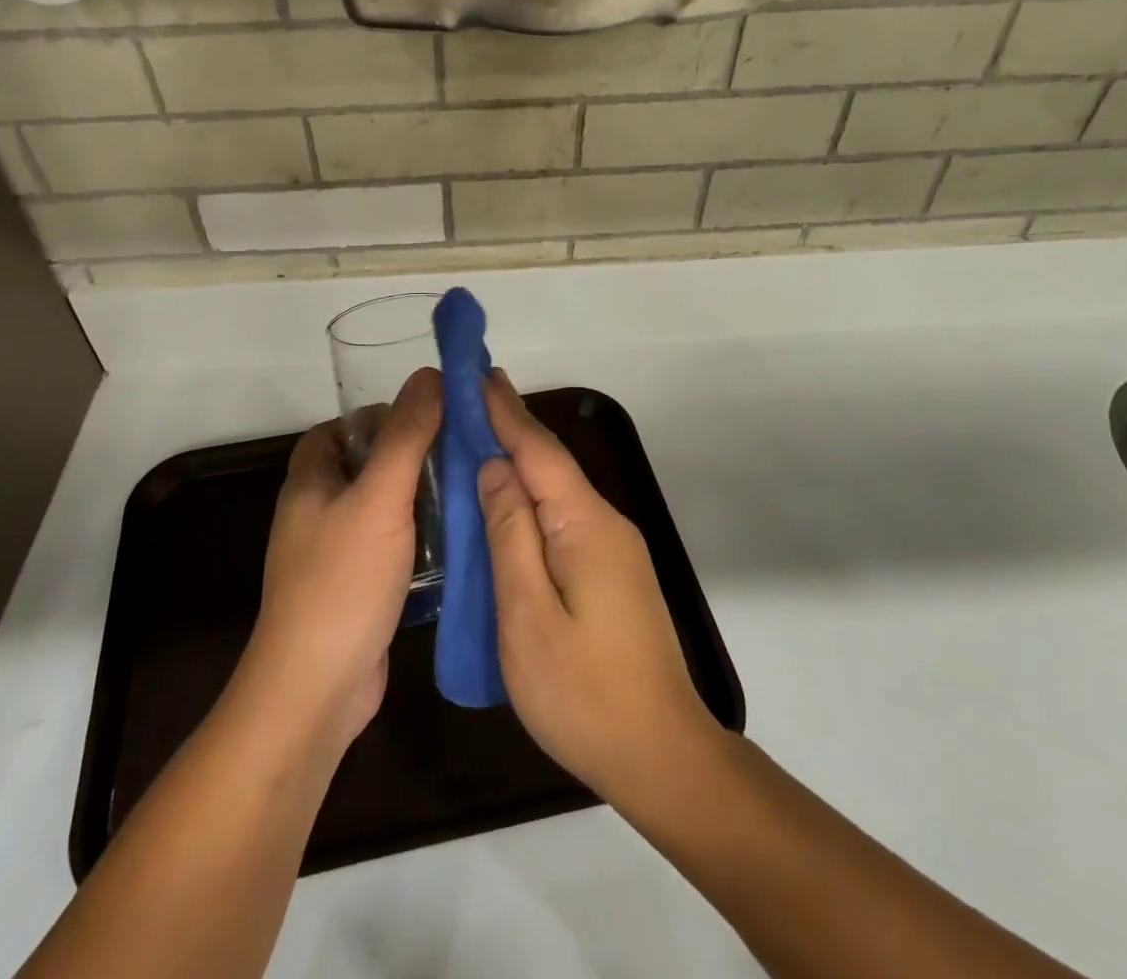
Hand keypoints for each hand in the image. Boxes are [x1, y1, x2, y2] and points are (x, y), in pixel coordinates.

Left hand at [240, 368, 441, 752]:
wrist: (316, 691)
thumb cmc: (341, 582)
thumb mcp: (379, 498)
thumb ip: (406, 436)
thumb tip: (429, 375)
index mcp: (310, 482)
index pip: (339, 430)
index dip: (377, 417)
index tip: (426, 418)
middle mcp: (317, 513)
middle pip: (364, 466)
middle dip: (409, 456)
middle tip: (459, 452)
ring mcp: (334, 555)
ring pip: (381, 508)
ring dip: (418, 498)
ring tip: (468, 489)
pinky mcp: (356, 589)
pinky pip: (390, 546)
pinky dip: (418, 537)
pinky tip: (456, 539)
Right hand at [477, 372, 721, 808]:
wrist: (659, 754)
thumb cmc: (583, 691)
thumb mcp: (527, 614)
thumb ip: (509, 534)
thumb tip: (494, 469)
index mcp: (585, 524)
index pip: (538, 450)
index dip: (505, 410)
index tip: (477, 372)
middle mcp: (605, 522)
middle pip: (550, 464)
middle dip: (509, 428)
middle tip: (467, 399)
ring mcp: (613, 548)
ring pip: (557, 491)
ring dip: (518, 463)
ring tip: (476, 439)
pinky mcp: (611, 571)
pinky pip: (562, 518)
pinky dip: (530, 499)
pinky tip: (506, 504)